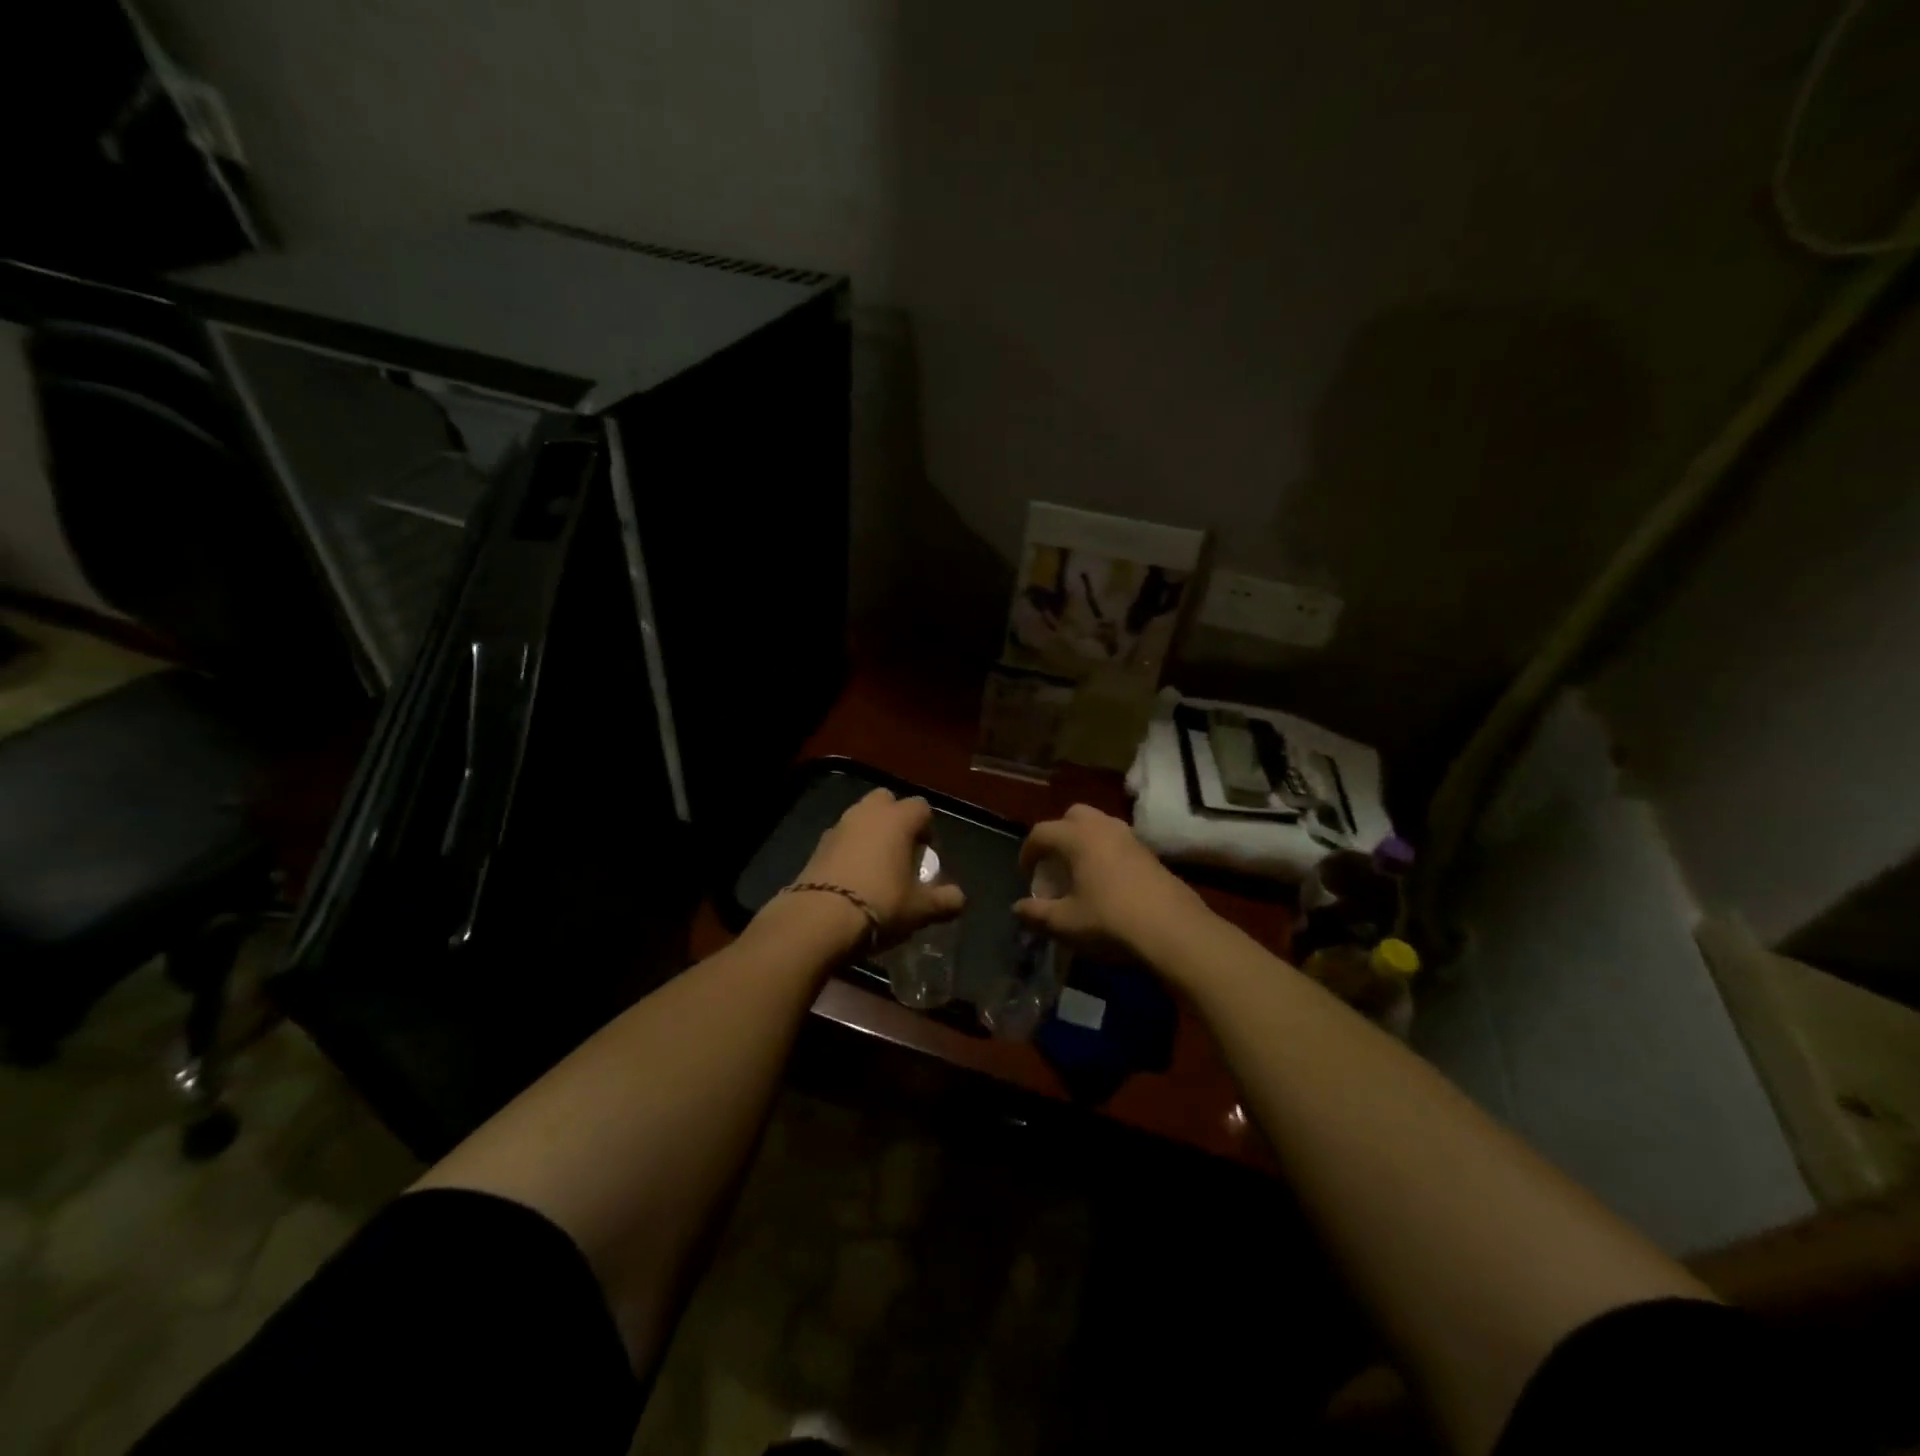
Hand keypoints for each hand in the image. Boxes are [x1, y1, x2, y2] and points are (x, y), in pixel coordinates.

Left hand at [789, 788, 965, 950]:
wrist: (819, 919)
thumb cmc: (880, 904)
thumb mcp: (919, 909)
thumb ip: (944, 900)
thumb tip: (959, 899)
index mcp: (897, 819)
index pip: (921, 807)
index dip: (927, 828)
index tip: (925, 854)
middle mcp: (867, 813)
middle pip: (886, 801)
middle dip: (895, 819)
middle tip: (901, 852)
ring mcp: (838, 826)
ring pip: (860, 817)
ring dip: (870, 833)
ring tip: (876, 868)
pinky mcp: (817, 845)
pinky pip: (841, 838)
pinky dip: (849, 849)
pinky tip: (852, 878)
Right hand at [1014, 804, 1208, 960]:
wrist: (1173, 931)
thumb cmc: (1110, 922)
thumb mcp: (1065, 923)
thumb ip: (1036, 914)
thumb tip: (1018, 908)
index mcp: (1077, 837)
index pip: (1041, 832)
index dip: (1028, 851)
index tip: (1026, 874)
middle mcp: (1103, 828)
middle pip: (1073, 816)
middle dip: (1058, 834)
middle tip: (1054, 863)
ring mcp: (1131, 838)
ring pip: (1100, 825)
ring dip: (1084, 841)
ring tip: (1080, 871)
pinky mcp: (1151, 854)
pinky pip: (1119, 841)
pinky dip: (1106, 852)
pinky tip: (1107, 882)